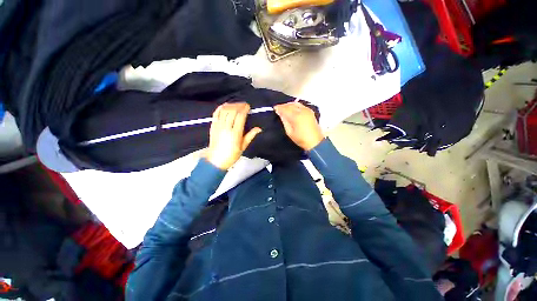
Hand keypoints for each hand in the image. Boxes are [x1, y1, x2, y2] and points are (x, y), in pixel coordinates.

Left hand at [205, 103, 261, 169]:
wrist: (216, 160)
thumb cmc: (231, 155)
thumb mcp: (243, 147)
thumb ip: (250, 136)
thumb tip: (259, 128)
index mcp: (235, 133)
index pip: (240, 116)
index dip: (244, 109)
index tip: (248, 106)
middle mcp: (226, 127)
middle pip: (232, 111)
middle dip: (239, 105)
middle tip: (244, 105)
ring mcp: (218, 126)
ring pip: (224, 110)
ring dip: (231, 105)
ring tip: (237, 105)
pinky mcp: (213, 126)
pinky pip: (216, 113)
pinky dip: (221, 107)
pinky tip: (226, 106)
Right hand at [274, 102, 323, 150]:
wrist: (315, 142)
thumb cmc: (301, 139)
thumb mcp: (289, 132)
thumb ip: (285, 121)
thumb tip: (281, 114)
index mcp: (296, 116)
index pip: (285, 109)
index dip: (279, 108)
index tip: (275, 108)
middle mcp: (302, 111)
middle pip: (290, 105)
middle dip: (283, 106)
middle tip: (278, 108)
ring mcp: (307, 110)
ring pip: (296, 103)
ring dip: (289, 105)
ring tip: (285, 108)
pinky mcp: (310, 111)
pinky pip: (301, 105)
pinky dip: (295, 105)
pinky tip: (292, 109)